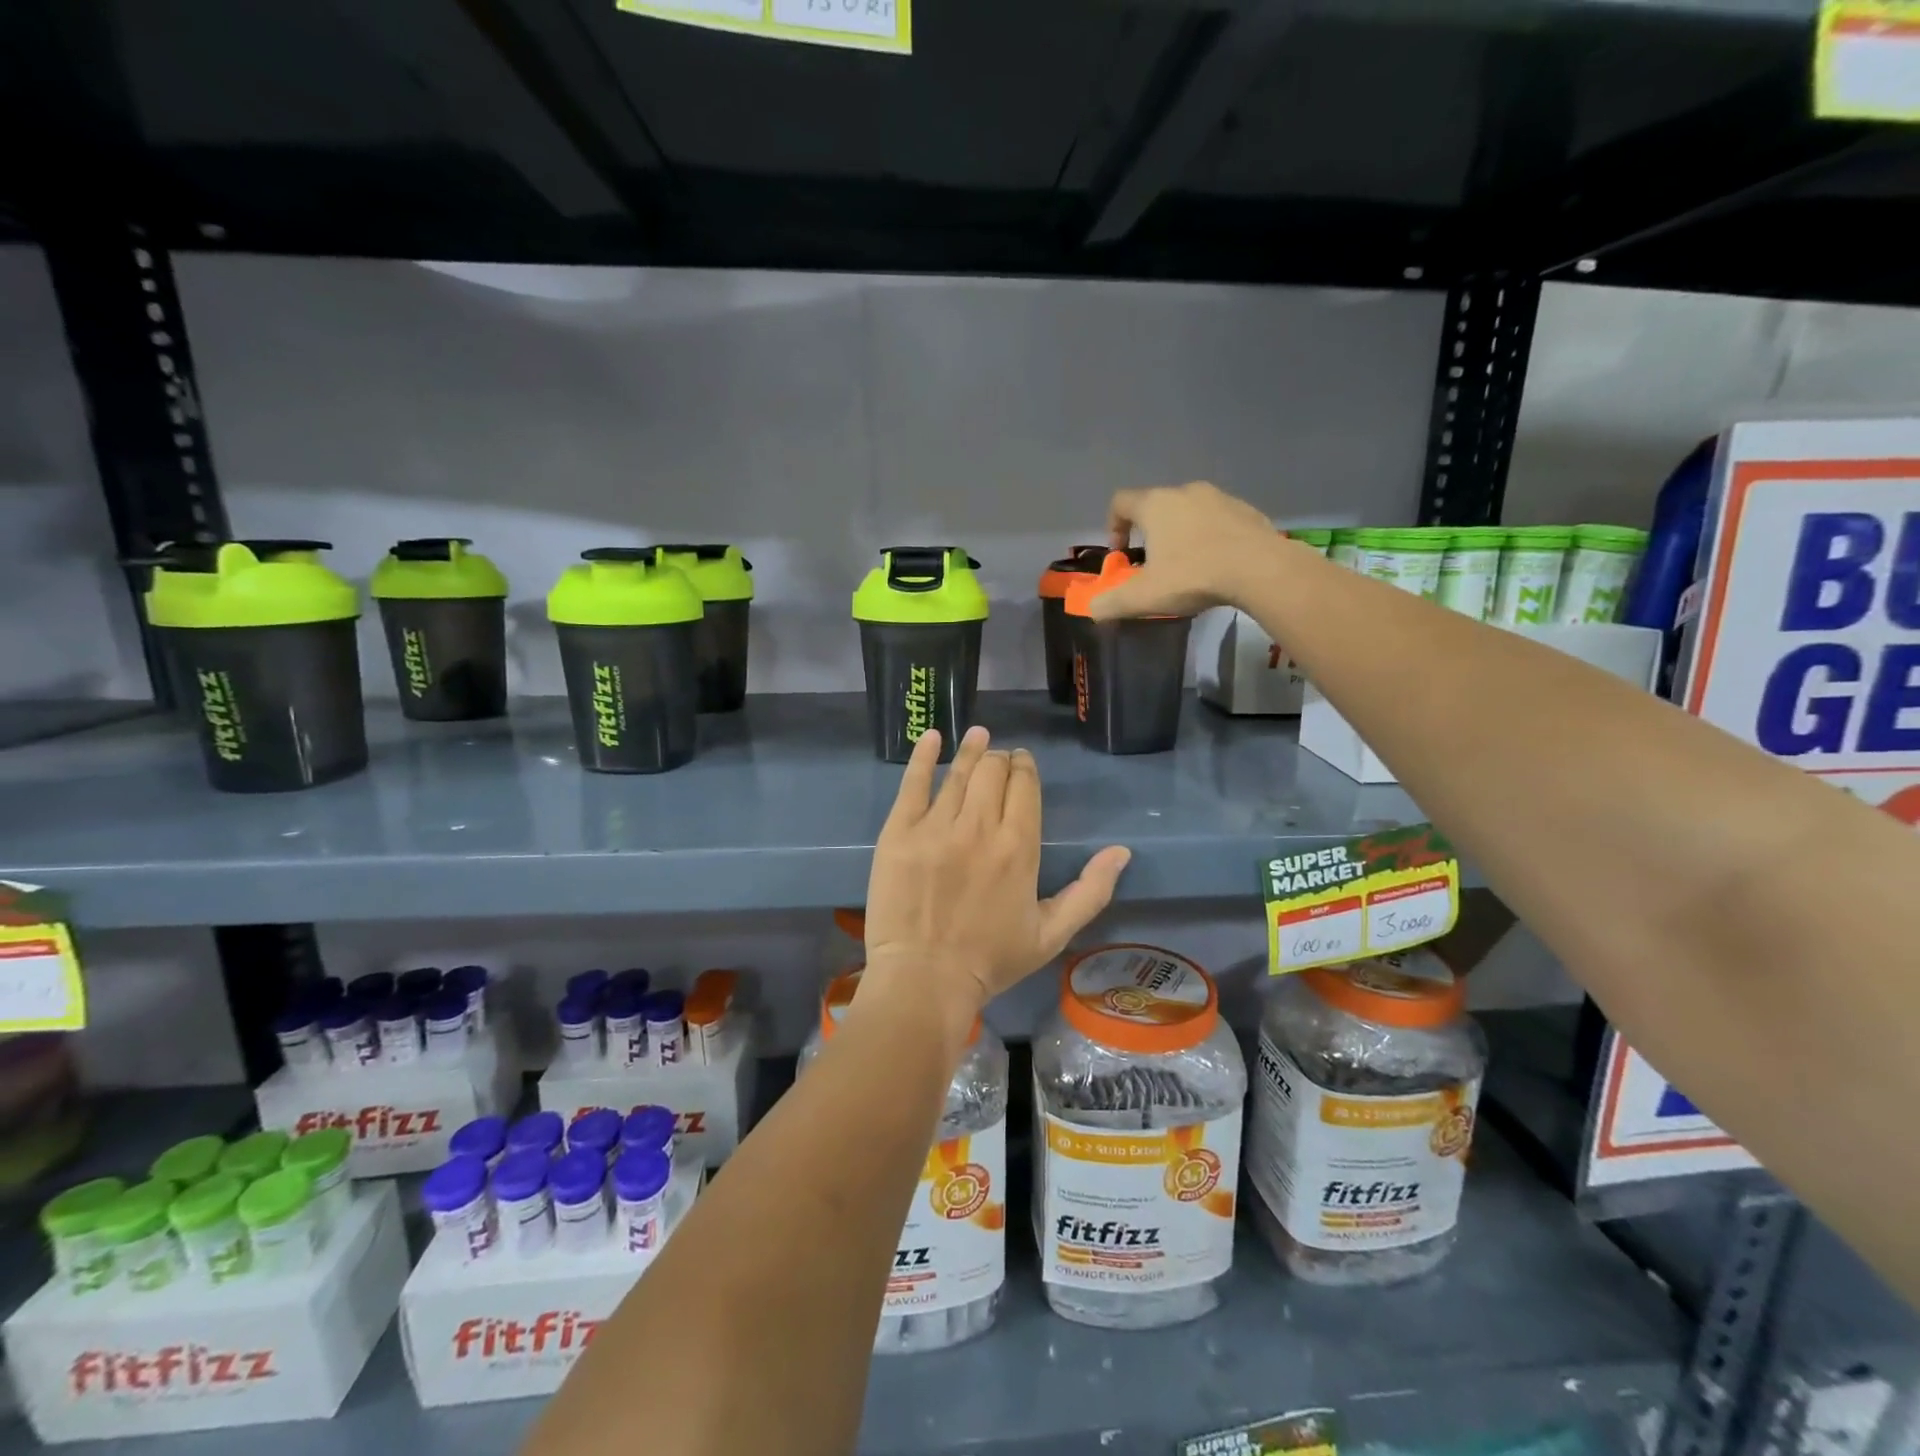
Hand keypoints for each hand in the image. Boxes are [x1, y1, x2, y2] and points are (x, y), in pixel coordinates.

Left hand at [861, 726, 1130, 1044]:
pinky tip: (932, 737)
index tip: (1022, 763)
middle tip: (999, 758)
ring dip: (972, 750)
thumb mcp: (1052, 934)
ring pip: (959, 773)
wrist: (924, 980)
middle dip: (1001, 759)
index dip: (1025, 768)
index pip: (1025, 786)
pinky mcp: (899, 832)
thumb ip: (1090, 891)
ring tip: (978, 735)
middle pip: (993, 772)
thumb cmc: (991, 961)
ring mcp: (935, 826)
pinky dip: (924, 756)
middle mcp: (979, 827)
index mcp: (1019, 847)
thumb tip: (1122, 852)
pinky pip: (913, 783)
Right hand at [1091, 480, 1292, 619]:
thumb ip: (1112, 604)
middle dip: (1150, 533)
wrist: (1261, 569)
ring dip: (1182, 534)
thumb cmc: (1194, 576)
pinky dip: (1211, 537)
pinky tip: (1218, 564)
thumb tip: (1093, 610)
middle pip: (1157, 506)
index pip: (1120, 502)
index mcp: (1156, 505)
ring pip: (1190, 512)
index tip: (1121, 553)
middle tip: (1154, 565)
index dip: (1113, 526)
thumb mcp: (1144, 597)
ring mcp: (1220, 497)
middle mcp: (1185, 492)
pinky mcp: (1246, 510)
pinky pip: (1219, 520)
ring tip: (1188, 566)